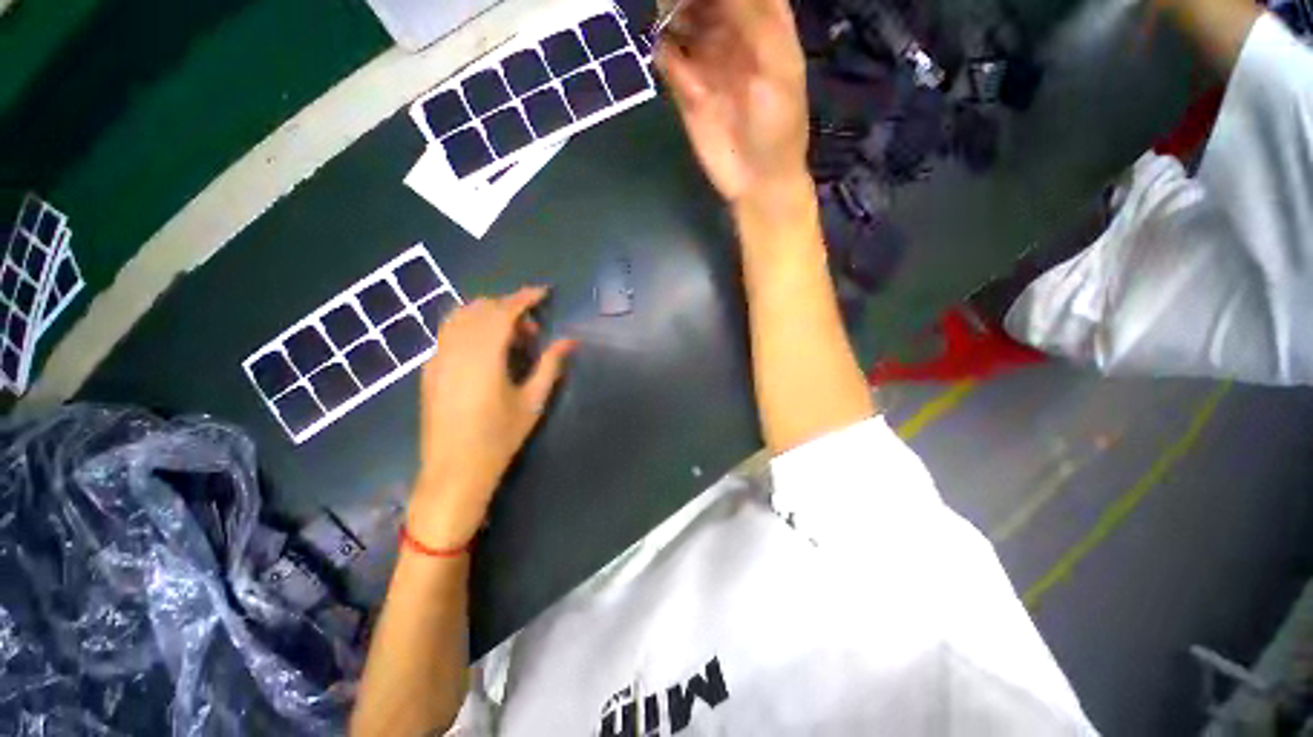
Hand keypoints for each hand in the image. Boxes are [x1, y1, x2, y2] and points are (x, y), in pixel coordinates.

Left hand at [407, 287, 577, 549]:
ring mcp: (438, 357)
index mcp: (484, 355)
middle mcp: (456, 348)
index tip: (544, 292)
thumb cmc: (499, 437)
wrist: (454, 471)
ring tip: (510, 339)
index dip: (525, 297)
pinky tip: (486, 350)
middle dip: (509, 309)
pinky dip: (471, 327)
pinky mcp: (430, 369)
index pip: (504, 311)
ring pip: (461, 316)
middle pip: (481, 308)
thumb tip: (570, 341)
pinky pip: (449, 332)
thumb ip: (551, 365)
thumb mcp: (533, 401)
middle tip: (532, 333)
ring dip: (488, 316)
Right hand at [656, 0, 810, 211]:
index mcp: (765, 23)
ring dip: (671, 9)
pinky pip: (668, 56)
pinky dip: (661, 47)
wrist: (757, 180)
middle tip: (679, 2)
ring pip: (682, 18)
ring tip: (670, 16)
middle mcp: (733, 34)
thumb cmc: (778, 127)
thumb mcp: (777, 68)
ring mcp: (708, 61)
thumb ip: (752, 20)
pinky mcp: (687, 89)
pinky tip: (665, 50)